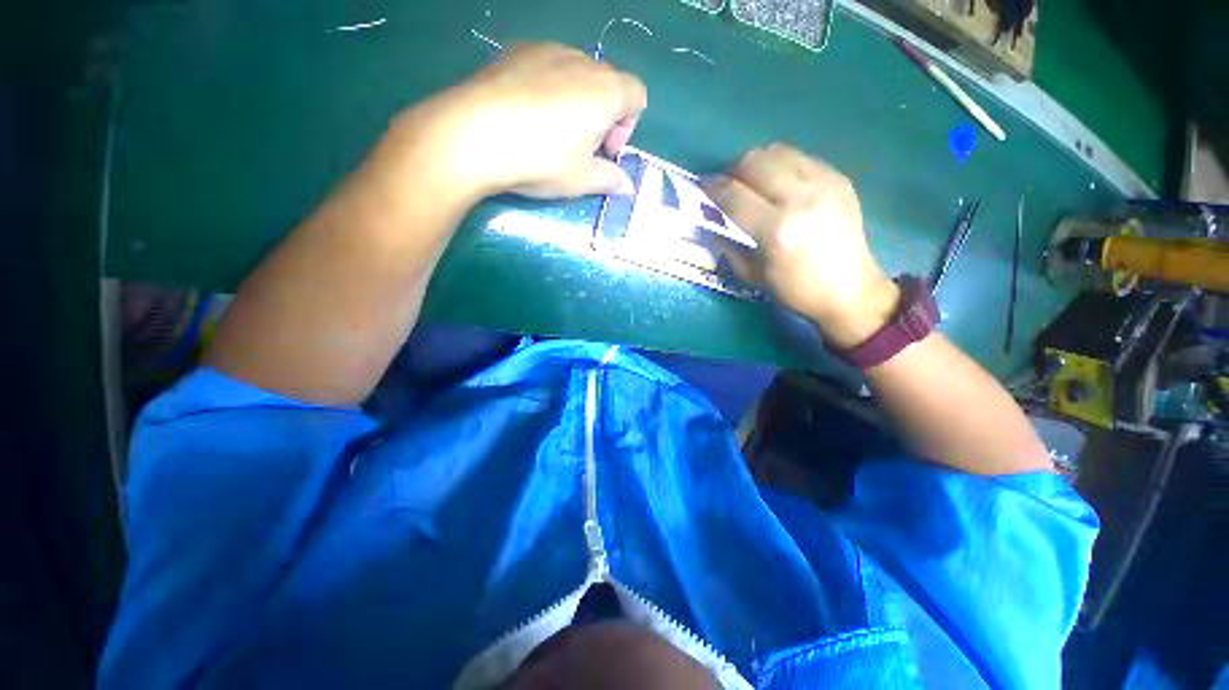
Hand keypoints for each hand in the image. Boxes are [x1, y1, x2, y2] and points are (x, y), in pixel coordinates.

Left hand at [383, 43, 646, 202]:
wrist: (473, 135)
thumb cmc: (540, 159)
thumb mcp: (582, 179)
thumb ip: (611, 180)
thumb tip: (628, 187)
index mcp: (606, 90)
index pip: (637, 95)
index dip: (627, 127)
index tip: (605, 152)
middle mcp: (581, 60)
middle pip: (608, 84)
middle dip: (603, 117)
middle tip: (580, 148)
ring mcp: (546, 50)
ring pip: (576, 75)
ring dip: (576, 103)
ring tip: (550, 133)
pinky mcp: (516, 52)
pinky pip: (546, 68)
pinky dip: (548, 90)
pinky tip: (526, 116)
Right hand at [702, 144, 899, 349]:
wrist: (850, 288)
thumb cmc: (795, 289)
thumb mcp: (752, 275)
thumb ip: (727, 244)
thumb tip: (710, 219)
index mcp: (776, 230)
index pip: (733, 195)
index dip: (712, 188)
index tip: (701, 186)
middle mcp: (800, 199)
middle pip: (754, 161)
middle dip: (732, 170)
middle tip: (728, 185)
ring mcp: (824, 184)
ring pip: (777, 151)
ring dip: (756, 164)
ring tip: (753, 182)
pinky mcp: (839, 178)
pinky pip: (800, 158)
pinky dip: (781, 166)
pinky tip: (780, 185)